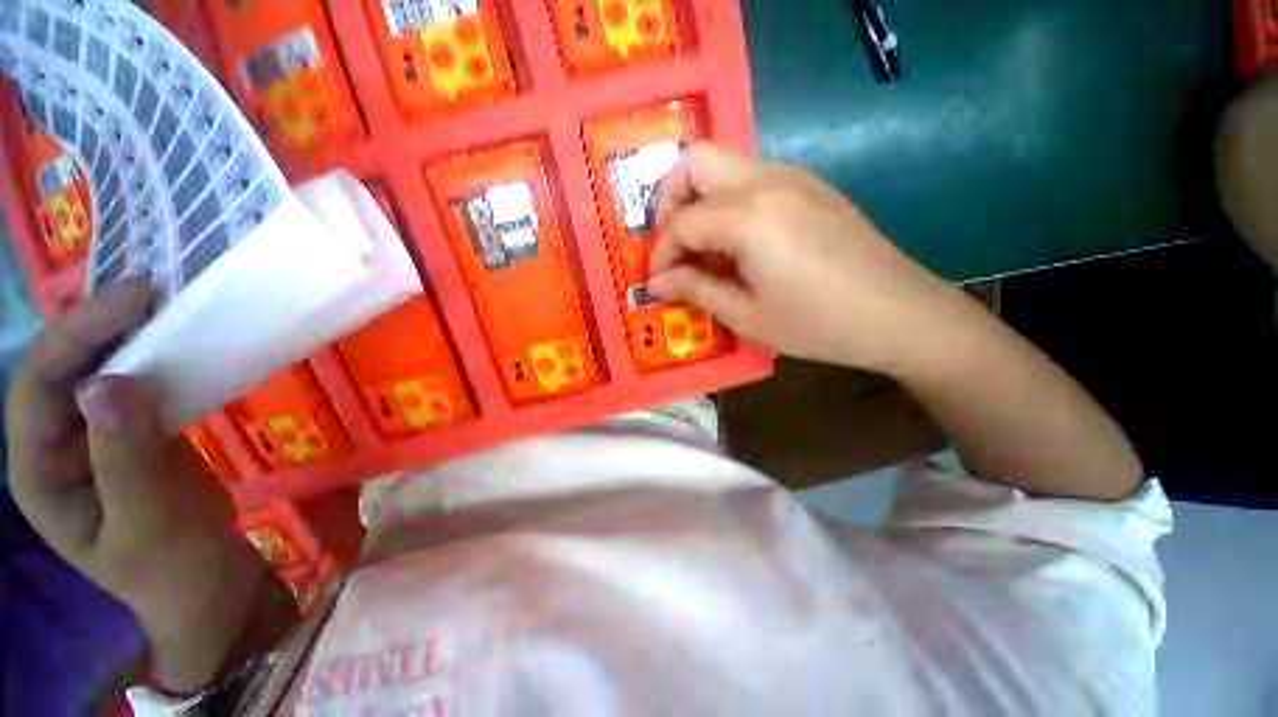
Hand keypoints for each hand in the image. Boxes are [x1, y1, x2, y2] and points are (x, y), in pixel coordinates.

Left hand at [6, 279, 273, 693]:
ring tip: (166, 307)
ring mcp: (94, 438)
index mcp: (39, 473)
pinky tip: (178, 345)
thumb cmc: (176, 567)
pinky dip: (154, 357)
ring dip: (127, 335)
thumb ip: (126, 459)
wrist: (208, 584)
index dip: (77, 336)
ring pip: (97, 369)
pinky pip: (134, 384)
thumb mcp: (152, 523)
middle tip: (154, 292)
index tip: (136, 302)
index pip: (37, 387)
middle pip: (61, 369)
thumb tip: (108, 384)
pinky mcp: (133, 434)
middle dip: (99, 325)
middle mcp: (55, 446)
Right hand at [648, 144, 963, 372]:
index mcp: (749, 217)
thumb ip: (695, 290)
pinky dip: (727, 203)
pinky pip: (751, 177)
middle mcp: (767, 180)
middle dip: (670, 202)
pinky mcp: (809, 185)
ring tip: (702, 249)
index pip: (682, 222)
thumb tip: (656, 283)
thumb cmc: (818, 324)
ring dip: (699, 200)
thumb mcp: (747, 316)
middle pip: (695, 161)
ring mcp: (793, 176)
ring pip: (724, 164)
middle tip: (673, 245)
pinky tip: (737, 244)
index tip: (658, 281)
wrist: (900, 314)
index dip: (662, 253)